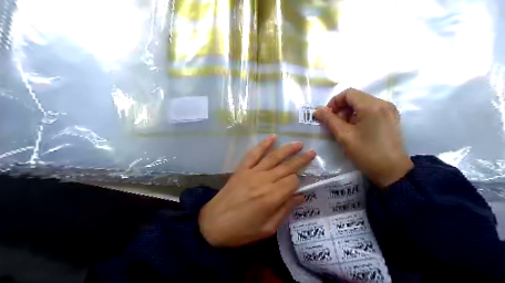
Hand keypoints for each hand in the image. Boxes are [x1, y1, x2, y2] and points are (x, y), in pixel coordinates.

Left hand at [198, 135, 313, 247]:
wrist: (212, 225)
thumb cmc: (242, 231)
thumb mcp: (267, 228)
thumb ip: (285, 210)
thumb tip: (300, 197)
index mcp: (272, 197)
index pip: (292, 182)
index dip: (298, 183)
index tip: (298, 188)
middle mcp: (264, 181)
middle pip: (286, 167)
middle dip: (301, 160)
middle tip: (312, 152)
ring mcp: (252, 173)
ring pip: (273, 157)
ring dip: (287, 150)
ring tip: (299, 144)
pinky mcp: (241, 169)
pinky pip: (254, 154)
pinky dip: (263, 145)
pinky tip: (272, 137)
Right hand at [314, 88, 411, 187]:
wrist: (393, 172)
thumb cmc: (367, 153)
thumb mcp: (344, 136)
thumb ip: (329, 120)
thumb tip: (317, 110)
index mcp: (372, 106)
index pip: (348, 93)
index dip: (334, 102)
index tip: (327, 116)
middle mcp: (383, 103)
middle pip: (356, 97)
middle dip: (341, 108)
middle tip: (335, 124)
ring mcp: (389, 110)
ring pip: (363, 103)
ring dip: (350, 112)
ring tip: (345, 128)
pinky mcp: (391, 118)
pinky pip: (371, 110)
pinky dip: (360, 116)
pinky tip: (356, 129)